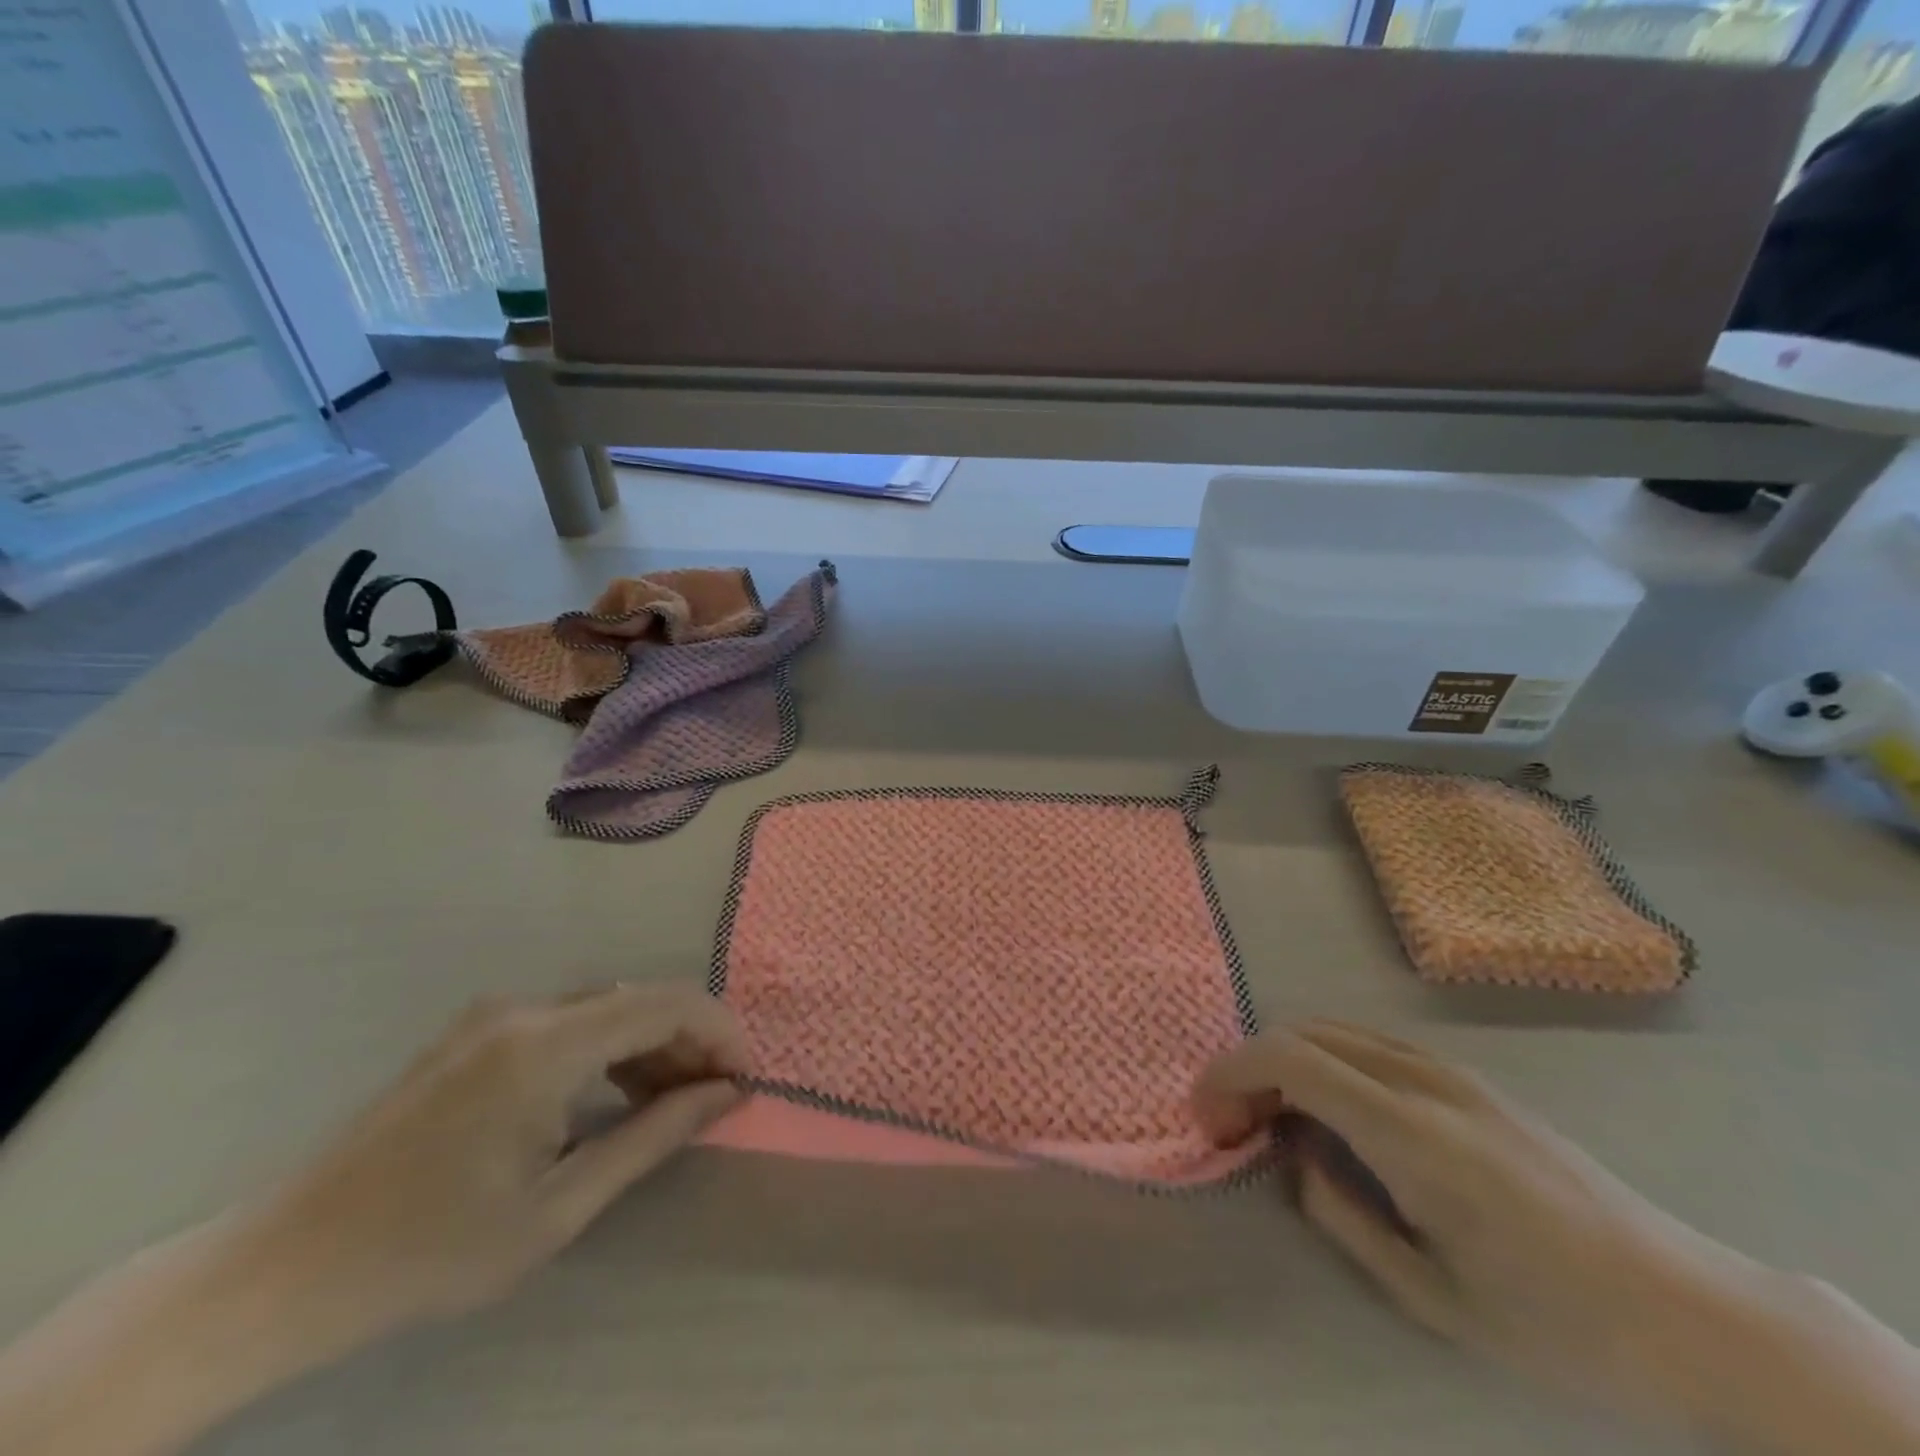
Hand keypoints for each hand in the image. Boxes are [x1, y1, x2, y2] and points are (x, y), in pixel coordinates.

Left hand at [249, 984, 747, 1338]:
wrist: (283, 1268)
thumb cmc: (428, 1250)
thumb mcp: (557, 1209)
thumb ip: (652, 1138)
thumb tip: (725, 1094)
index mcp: (544, 1045)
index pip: (664, 1004)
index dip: (718, 1031)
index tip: (746, 1075)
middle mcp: (524, 1009)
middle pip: (639, 998)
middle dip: (690, 1039)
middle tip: (717, 1094)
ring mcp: (495, 1015)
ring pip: (606, 1006)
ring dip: (651, 1042)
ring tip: (676, 1097)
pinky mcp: (477, 1032)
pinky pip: (568, 1020)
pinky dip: (609, 1047)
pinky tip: (615, 1091)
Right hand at [1195, 1022, 1919, 1453]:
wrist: (1692, 1311)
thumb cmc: (1560, 1325)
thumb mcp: (1434, 1298)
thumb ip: (1342, 1217)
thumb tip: (1293, 1157)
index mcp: (1413, 1134)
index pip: (1292, 1060)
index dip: (1232, 1075)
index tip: (1209, 1118)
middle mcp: (1424, 1081)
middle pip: (1304, 1034)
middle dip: (1250, 1068)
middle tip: (1235, 1127)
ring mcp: (1450, 1072)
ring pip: (1334, 1031)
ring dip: (1286, 1062)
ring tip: (1275, 1119)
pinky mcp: (1469, 1078)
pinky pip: (1369, 1045)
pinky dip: (1325, 1061)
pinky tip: (1332, 1111)